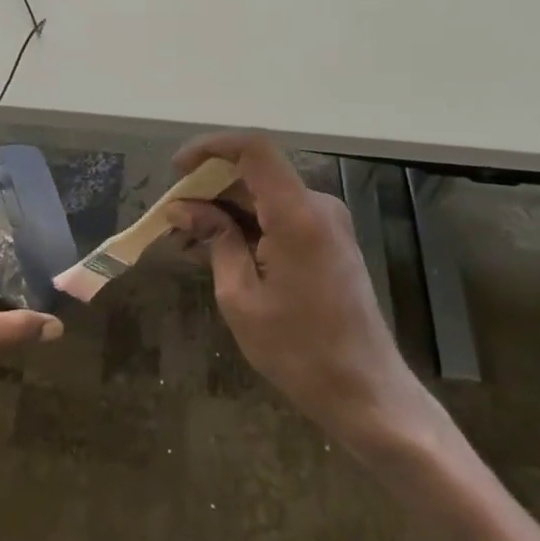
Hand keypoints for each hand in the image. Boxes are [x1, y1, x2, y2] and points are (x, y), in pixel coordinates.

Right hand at [169, 132, 432, 453]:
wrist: (366, 393)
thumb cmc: (298, 350)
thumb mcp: (240, 296)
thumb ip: (215, 240)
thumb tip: (182, 208)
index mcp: (297, 215)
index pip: (253, 150)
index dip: (210, 147)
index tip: (176, 170)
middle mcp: (317, 207)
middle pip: (254, 174)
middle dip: (208, 189)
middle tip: (172, 220)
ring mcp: (327, 224)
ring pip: (264, 196)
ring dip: (224, 210)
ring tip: (187, 240)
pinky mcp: (329, 242)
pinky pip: (279, 217)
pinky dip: (247, 225)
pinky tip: (217, 250)